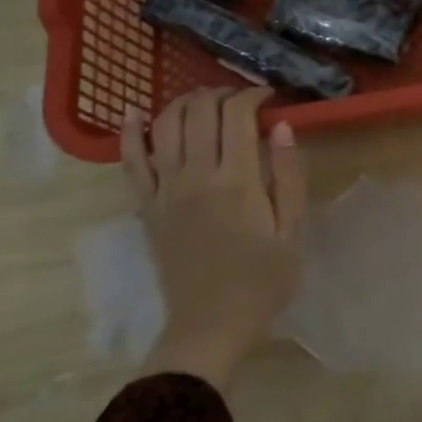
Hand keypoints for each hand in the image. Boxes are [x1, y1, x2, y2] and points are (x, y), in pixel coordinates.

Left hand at [122, 86, 306, 390]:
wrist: (210, 327)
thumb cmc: (262, 282)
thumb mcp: (292, 231)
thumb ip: (288, 176)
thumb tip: (281, 126)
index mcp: (237, 181)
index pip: (238, 115)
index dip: (253, 95)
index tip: (269, 97)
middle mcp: (195, 176)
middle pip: (200, 111)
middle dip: (222, 93)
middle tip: (241, 99)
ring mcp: (164, 191)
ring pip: (165, 126)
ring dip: (184, 102)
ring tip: (204, 100)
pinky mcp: (146, 208)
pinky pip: (130, 163)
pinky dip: (130, 133)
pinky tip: (133, 113)